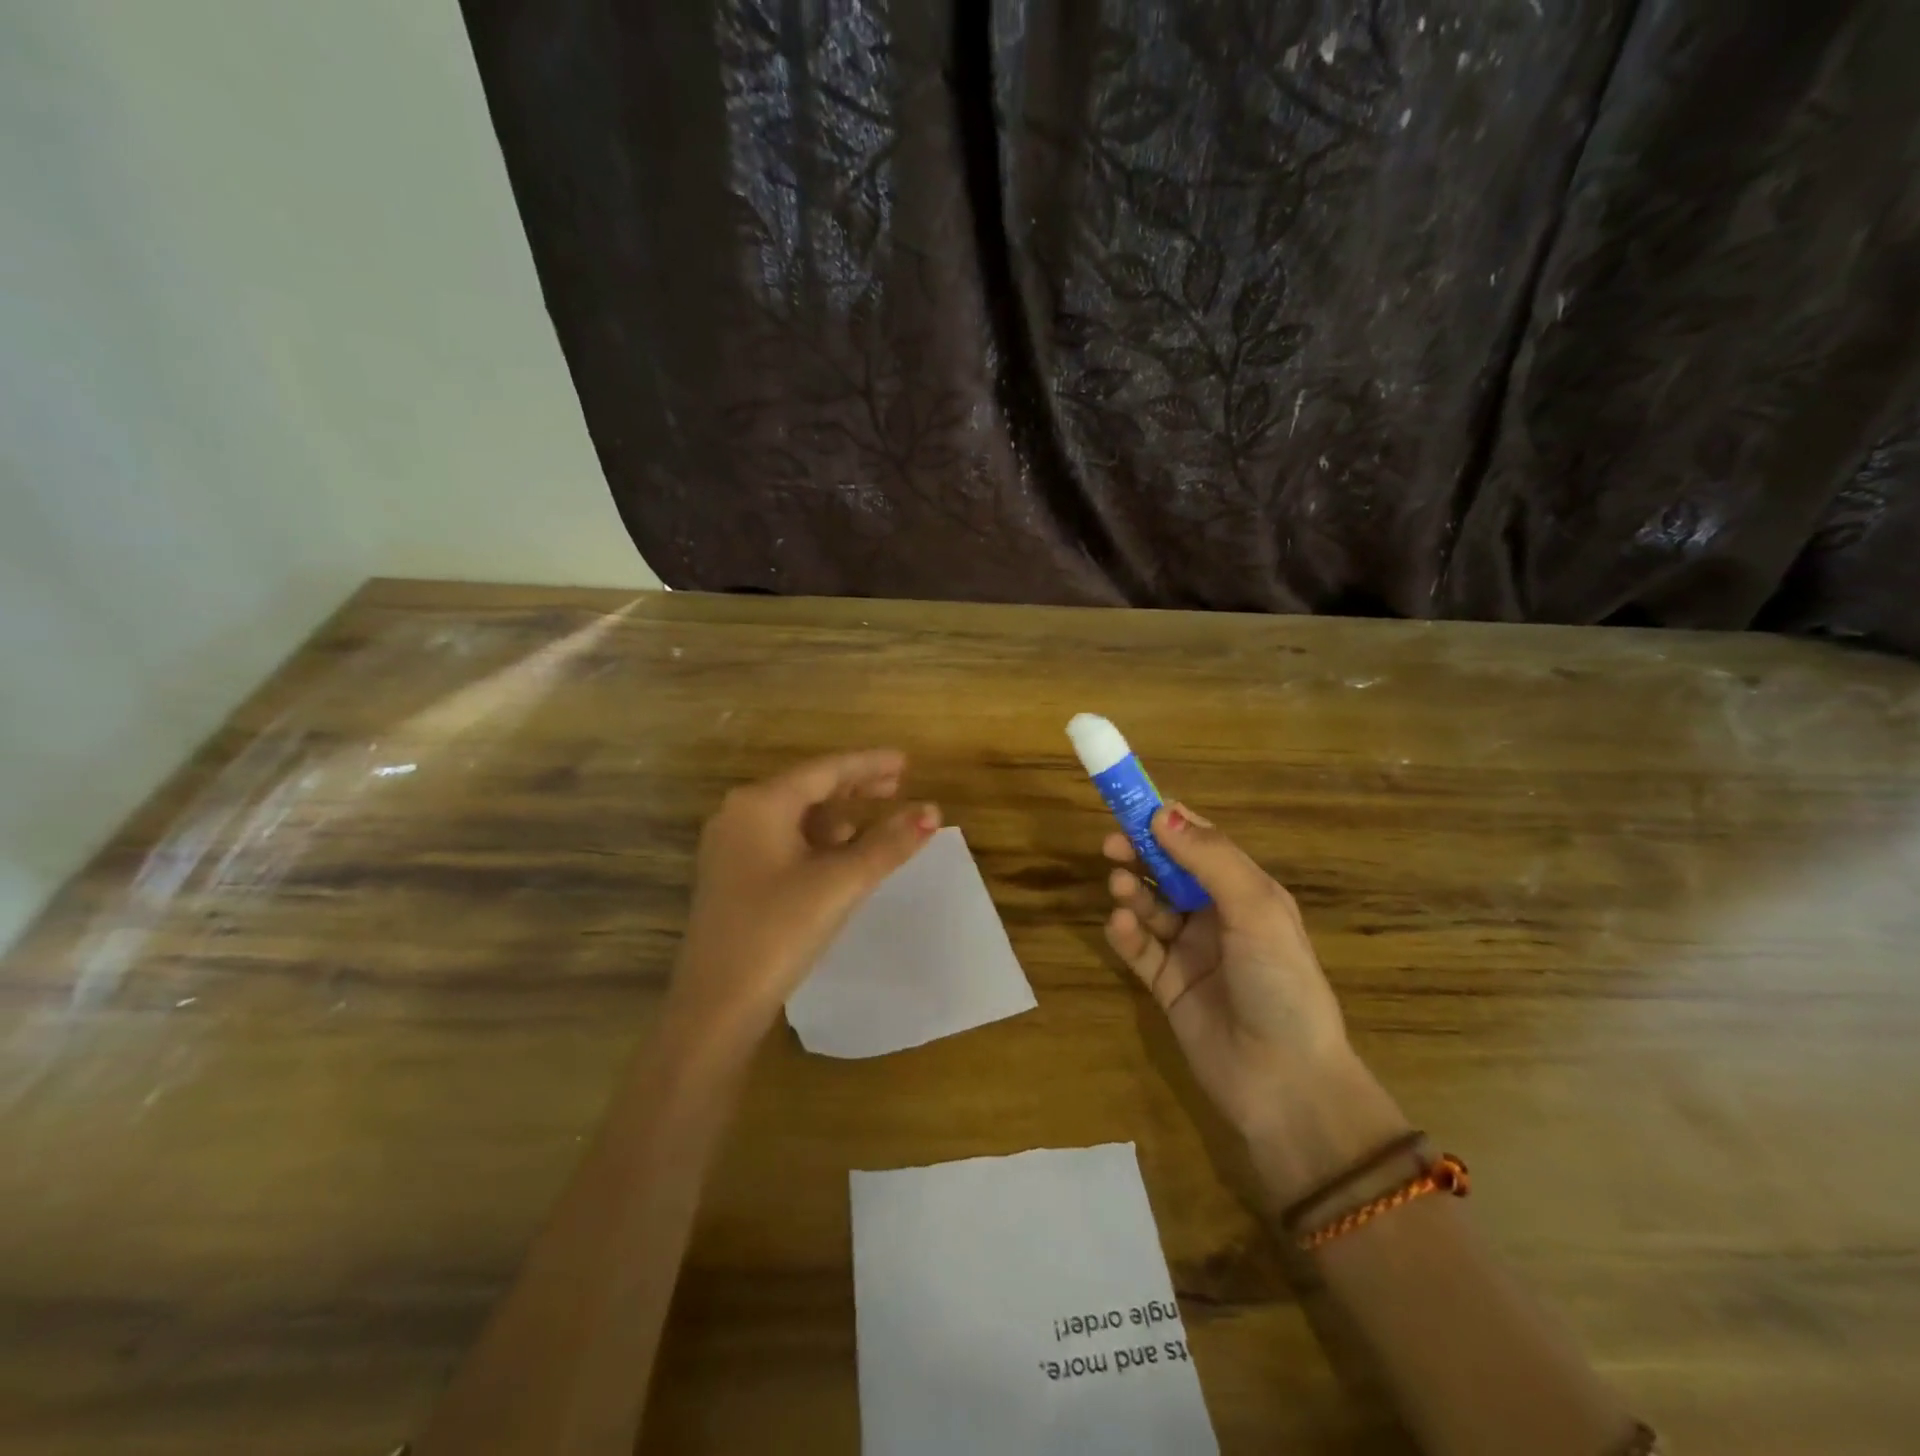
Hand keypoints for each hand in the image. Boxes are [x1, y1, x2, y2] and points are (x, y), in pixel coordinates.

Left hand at [673, 750, 939, 1042]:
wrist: (715, 1004)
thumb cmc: (777, 931)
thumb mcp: (840, 883)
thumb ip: (888, 844)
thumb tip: (933, 811)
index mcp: (761, 804)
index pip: (826, 770)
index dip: (870, 764)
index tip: (906, 762)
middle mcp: (740, 814)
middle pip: (809, 787)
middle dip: (855, 786)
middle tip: (899, 784)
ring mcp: (732, 846)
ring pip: (796, 816)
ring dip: (838, 815)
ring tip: (876, 822)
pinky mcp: (733, 875)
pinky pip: (784, 840)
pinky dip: (818, 841)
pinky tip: (841, 855)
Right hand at [1103, 805, 1406, 1199]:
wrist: (1286, 1083)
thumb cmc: (1280, 984)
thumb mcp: (1256, 910)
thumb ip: (1210, 859)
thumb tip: (1162, 812)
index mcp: (1247, 892)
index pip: (1201, 843)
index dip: (1167, 822)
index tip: (1131, 805)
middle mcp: (1218, 916)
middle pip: (1168, 871)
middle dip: (1140, 854)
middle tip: (1110, 845)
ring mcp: (1191, 951)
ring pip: (1151, 907)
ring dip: (1133, 891)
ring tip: (1119, 888)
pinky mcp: (1168, 985)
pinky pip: (1139, 948)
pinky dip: (1126, 933)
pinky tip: (1120, 925)